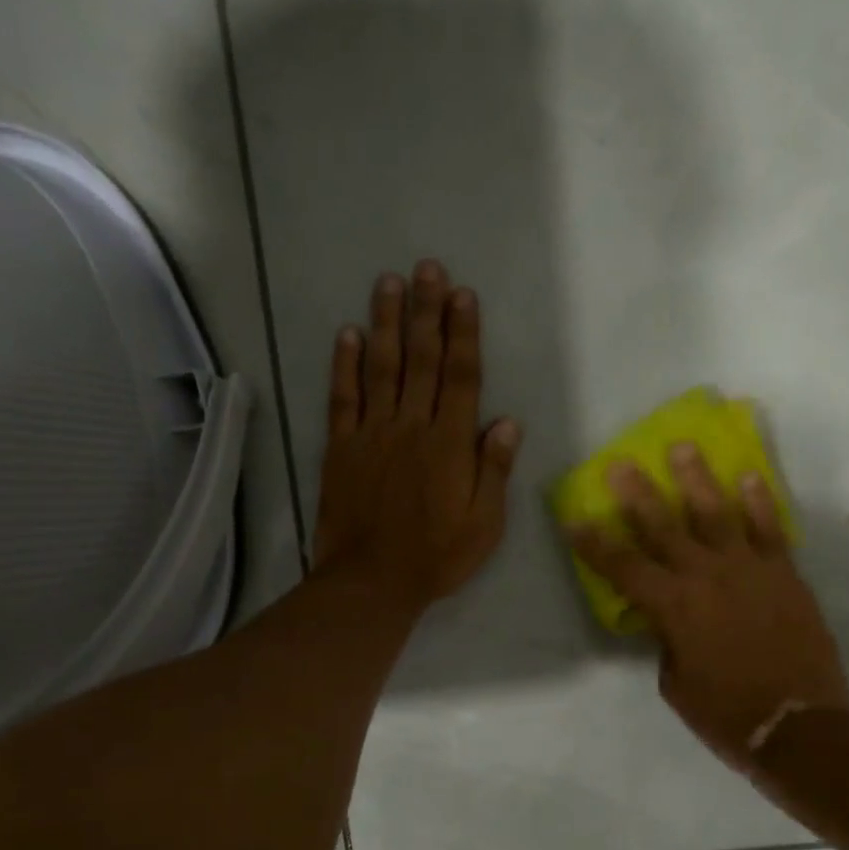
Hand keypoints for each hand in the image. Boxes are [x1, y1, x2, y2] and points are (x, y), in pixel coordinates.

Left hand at [312, 261, 521, 611]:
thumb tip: (507, 422)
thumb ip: (494, 470)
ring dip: (386, 323)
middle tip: (428, 268)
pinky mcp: (341, 448)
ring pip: (381, 368)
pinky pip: (342, 398)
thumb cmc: (437, 556)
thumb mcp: (484, 524)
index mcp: (450, 444)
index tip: (463, 295)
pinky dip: (344, 364)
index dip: (463, 334)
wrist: (372, 581)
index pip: (461, 377)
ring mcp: (372, 434)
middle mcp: (412, 426)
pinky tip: (347, 333)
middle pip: (422, 360)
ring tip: (390, 282)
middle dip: (426, 311)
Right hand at [570, 444, 848, 770]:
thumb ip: (667, 641)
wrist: (799, 726)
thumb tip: (670, 620)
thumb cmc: (726, 714)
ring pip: (717, 514)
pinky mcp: (785, 574)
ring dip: (697, 479)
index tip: (574, 520)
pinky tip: (748, 477)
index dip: (594, 544)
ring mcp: (749, 570)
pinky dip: (759, 502)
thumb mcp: (676, 683)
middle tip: (621, 464)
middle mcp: (706, 577)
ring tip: (684, 449)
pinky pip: (769, 529)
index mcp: (673, 607)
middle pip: (664, 526)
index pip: (622, 567)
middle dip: (637, 494)